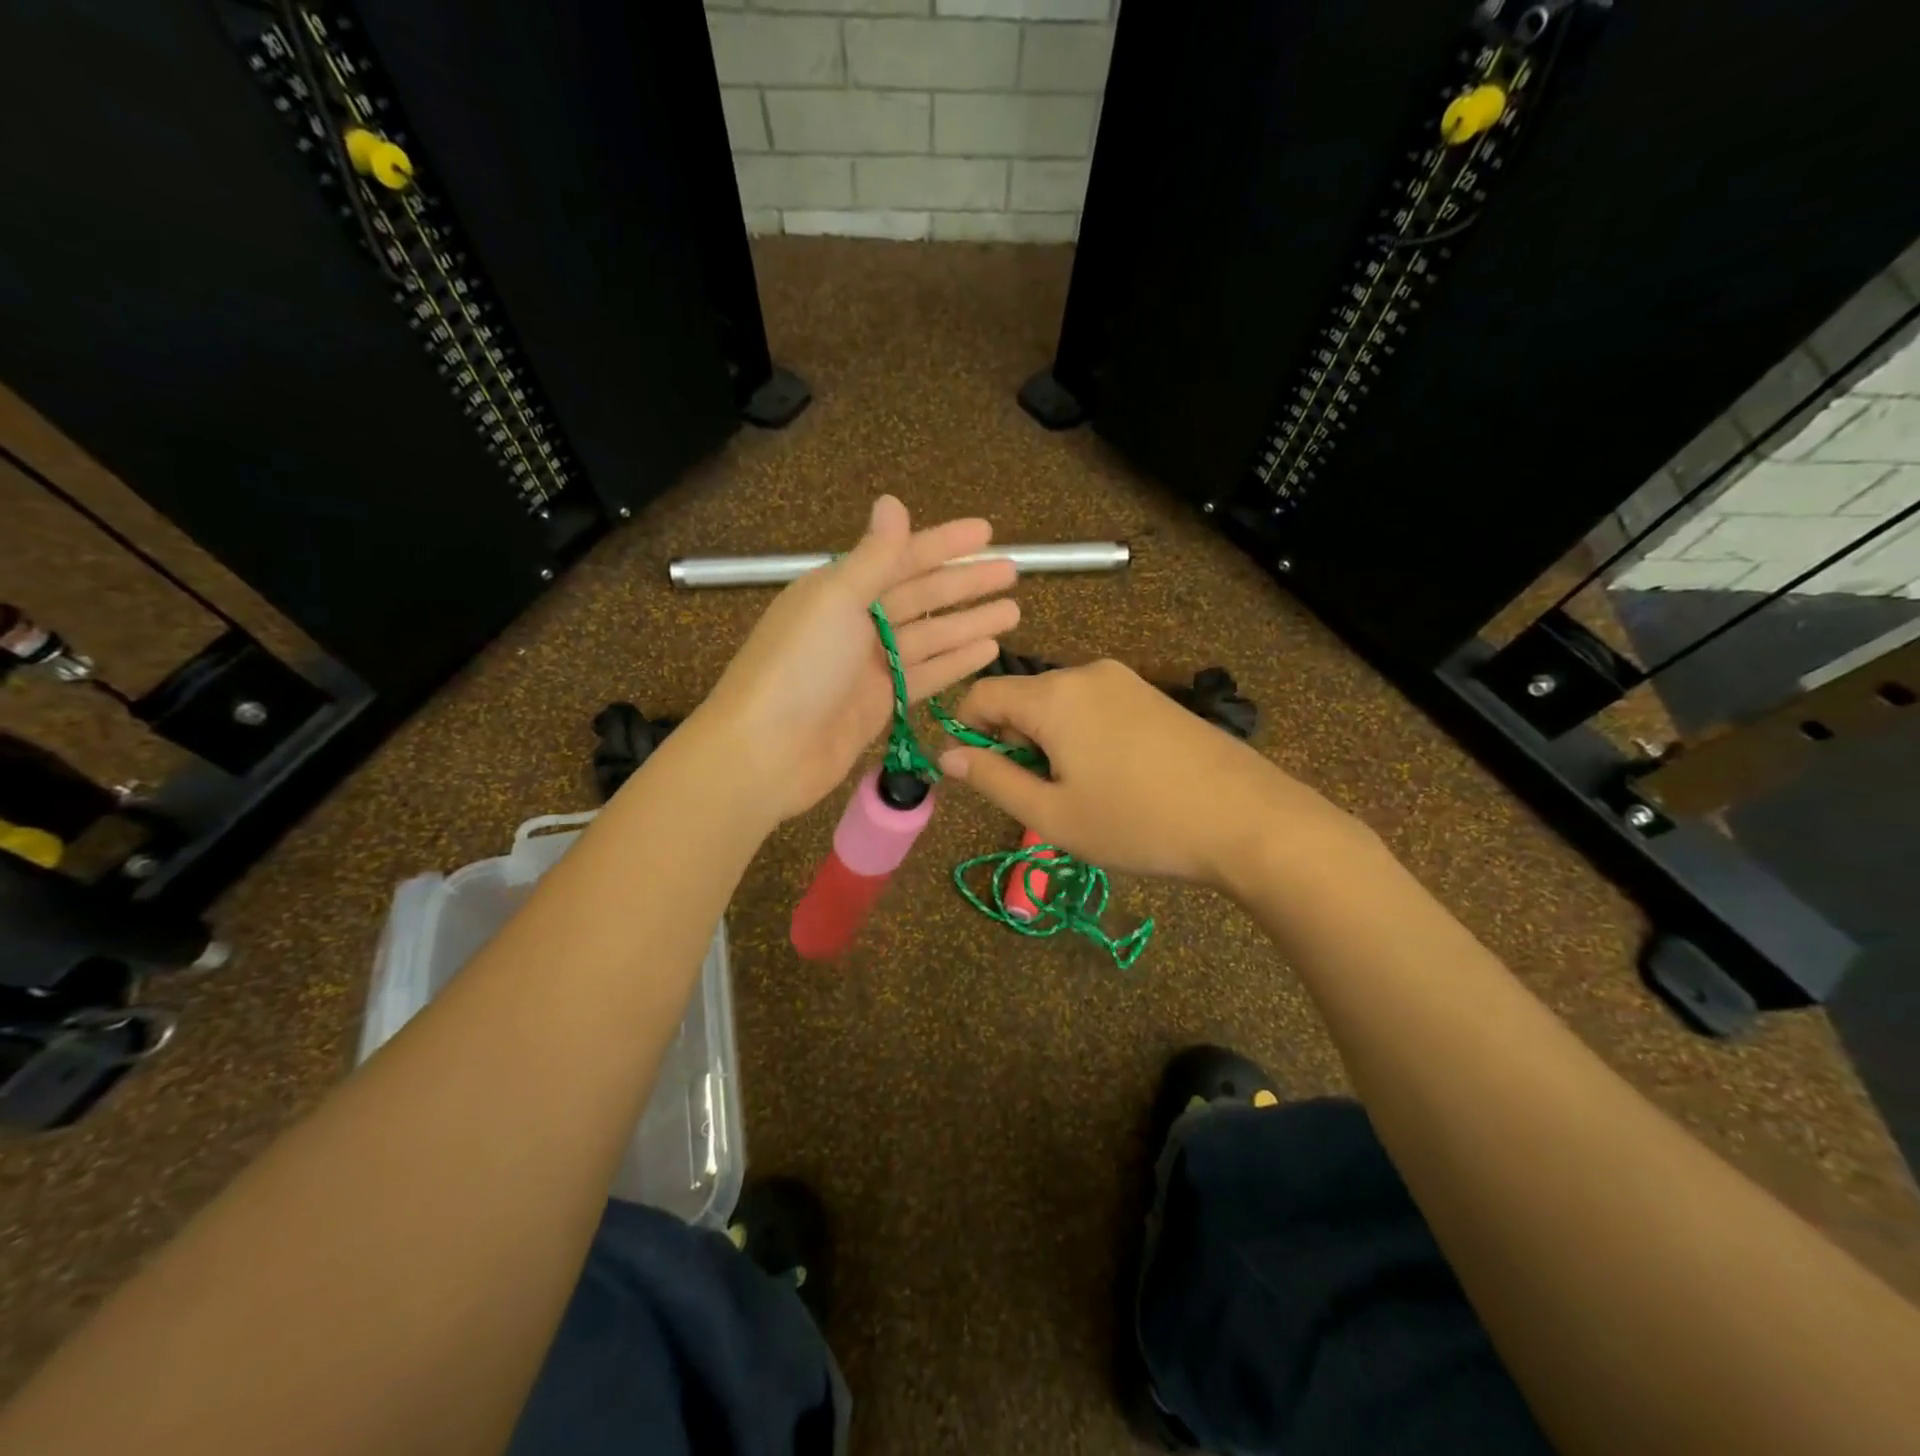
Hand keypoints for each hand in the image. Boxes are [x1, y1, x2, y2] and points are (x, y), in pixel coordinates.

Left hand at [693, 496, 1018, 822]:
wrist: (766, 752)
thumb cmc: (799, 668)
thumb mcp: (836, 601)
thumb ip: (873, 557)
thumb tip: (892, 501)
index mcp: (839, 589)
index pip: (901, 557)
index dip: (944, 543)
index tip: (987, 532)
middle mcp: (856, 622)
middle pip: (920, 596)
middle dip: (965, 584)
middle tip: (1012, 573)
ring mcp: (869, 666)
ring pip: (930, 636)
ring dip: (969, 623)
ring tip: (1013, 611)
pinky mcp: (879, 703)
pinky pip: (925, 674)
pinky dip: (955, 661)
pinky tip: (988, 650)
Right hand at [938, 659, 1355, 890]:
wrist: (1245, 818)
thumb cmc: (1137, 822)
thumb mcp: (1052, 814)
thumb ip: (992, 779)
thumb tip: (946, 755)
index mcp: (1054, 695)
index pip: (982, 694)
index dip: (967, 731)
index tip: (980, 775)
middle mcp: (1086, 673)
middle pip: (1022, 698)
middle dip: (1015, 743)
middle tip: (1041, 797)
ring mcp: (1125, 680)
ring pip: (1059, 705)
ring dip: (1050, 744)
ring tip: (1081, 794)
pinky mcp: (1152, 695)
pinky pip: (1094, 707)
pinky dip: (1082, 737)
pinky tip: (1114, 778)